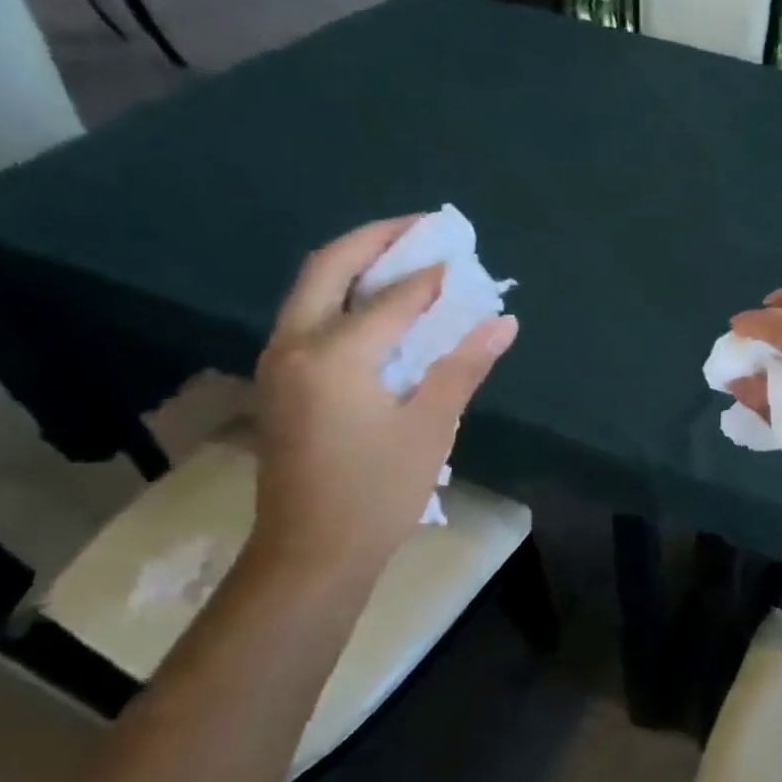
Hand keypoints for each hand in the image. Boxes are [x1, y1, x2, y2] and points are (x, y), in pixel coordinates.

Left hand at [248, 217, 517, 582]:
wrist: (312, 553)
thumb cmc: (378, 491)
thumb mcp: (431, 427)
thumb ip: (463, 366)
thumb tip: (503, 322)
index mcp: (333, 354)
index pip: (390, 298)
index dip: (431, 276)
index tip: (463, 255)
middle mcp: (294, 345)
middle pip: (328, 268)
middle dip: (375, 240)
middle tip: (421, 228)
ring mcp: (279, 364)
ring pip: (312, 291)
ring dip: (356, 266)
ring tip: (405, 257)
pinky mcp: (281, 384)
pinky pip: (310, 319)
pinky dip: (345, 298)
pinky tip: (380, 309)